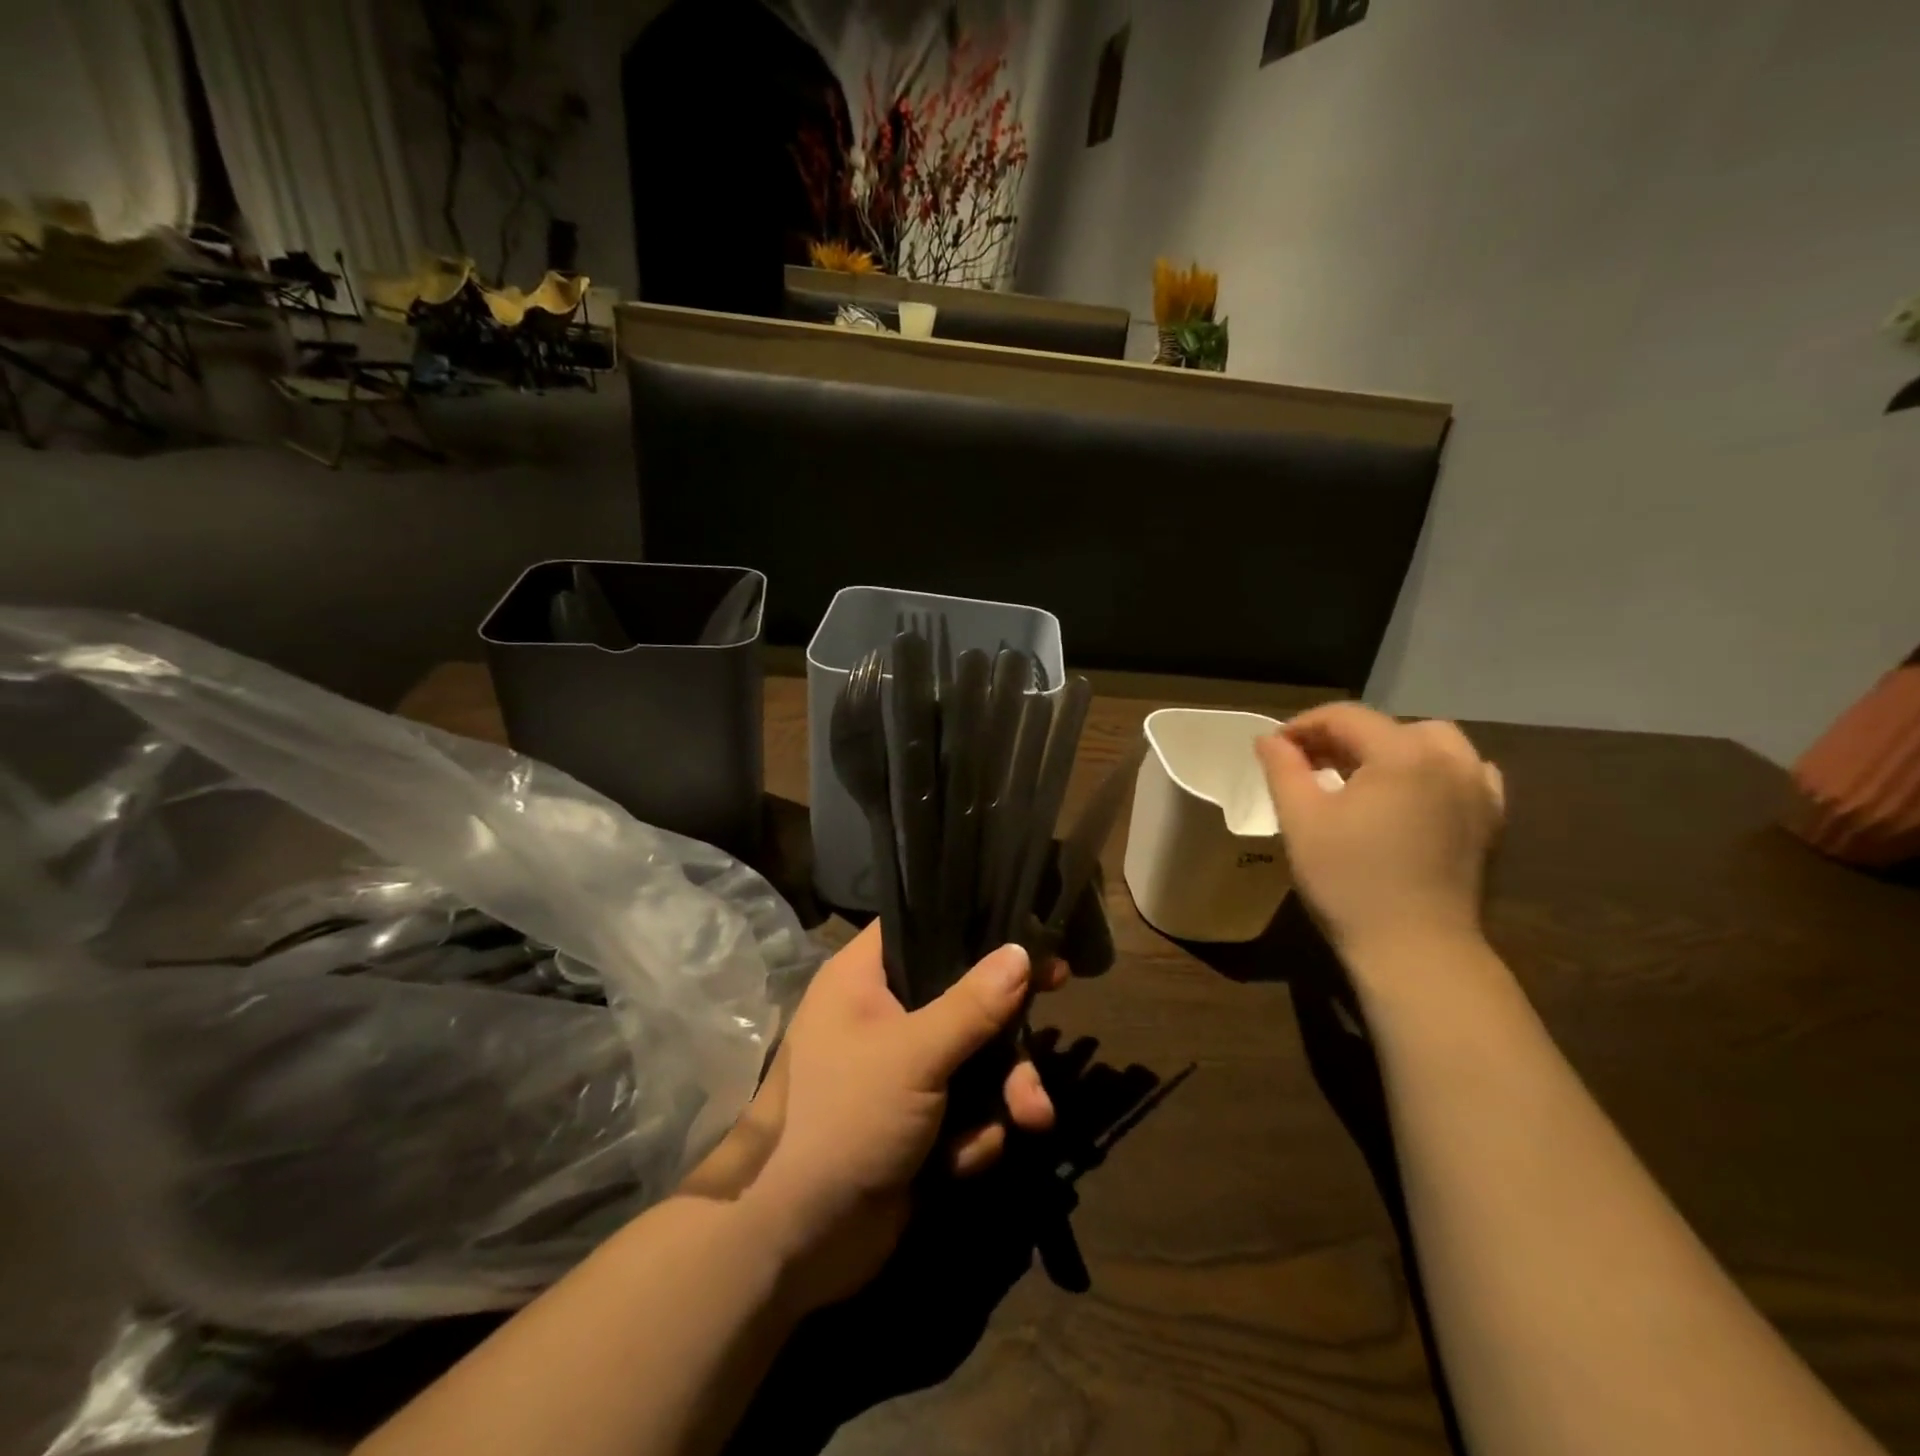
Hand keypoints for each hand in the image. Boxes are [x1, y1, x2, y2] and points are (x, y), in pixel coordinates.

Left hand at [677, 922, 1063, 1312]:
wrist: (795, 1241)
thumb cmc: (844, 1119)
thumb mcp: (913, 1054)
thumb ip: (972, 1003)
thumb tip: (1021, 951)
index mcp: (863, 980)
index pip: (924, 930)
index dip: (977, 932)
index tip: (1030, 940)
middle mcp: (882, 1016)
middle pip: (963, 1000)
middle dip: (1008, 1035)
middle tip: (1050, 1033)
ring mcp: (900, 1073)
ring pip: (975, 1060)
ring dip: (1005, 1091)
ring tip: (1030, 1119)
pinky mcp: (916, 1124)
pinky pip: (966, 1111)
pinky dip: (974, 1135)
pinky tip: (961, 1162)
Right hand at [1256, 702, 1504, 968]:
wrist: (1414, 949)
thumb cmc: (1348, 880)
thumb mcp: (1301, 819)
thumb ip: (1283, 768)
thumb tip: (1269, 739)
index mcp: (1403, 754)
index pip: (1346, 716)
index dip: (1303, 726)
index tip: (1274, 749)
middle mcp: (1449, 760)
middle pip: (1389, 726)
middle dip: (1345, 737)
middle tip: (1311, 765)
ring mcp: (1478, 791)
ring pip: (1432, 743)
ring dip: (1391, 749)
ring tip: (1359, 777)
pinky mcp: (1488, 821)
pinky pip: (1464, 773)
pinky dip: (1433, 770)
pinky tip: (1410, 794)